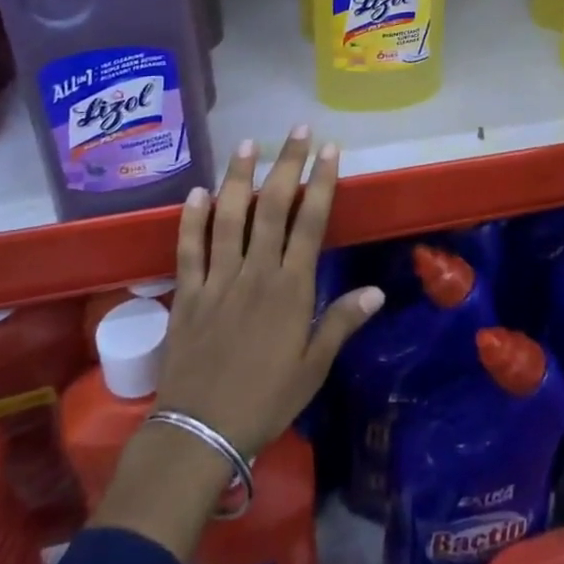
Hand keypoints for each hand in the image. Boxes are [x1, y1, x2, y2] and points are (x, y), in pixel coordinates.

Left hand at [157, 128, 383, 458]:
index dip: (321, 182)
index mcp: (290, 288)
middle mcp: (255, 272)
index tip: (329, 149)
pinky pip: (188, 248)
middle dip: (286, 164)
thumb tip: (377, 290)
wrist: (200, 432)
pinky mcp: (187, 293)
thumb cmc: (265, 401)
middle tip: (296, 130)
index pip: (310, 222)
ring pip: (229, 217)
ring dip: (239, 178)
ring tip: (247, 144)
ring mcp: (217, 279)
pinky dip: (192, 219)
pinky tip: (197, 192)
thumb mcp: (313, 368)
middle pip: (272, 207)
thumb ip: (341, 323)